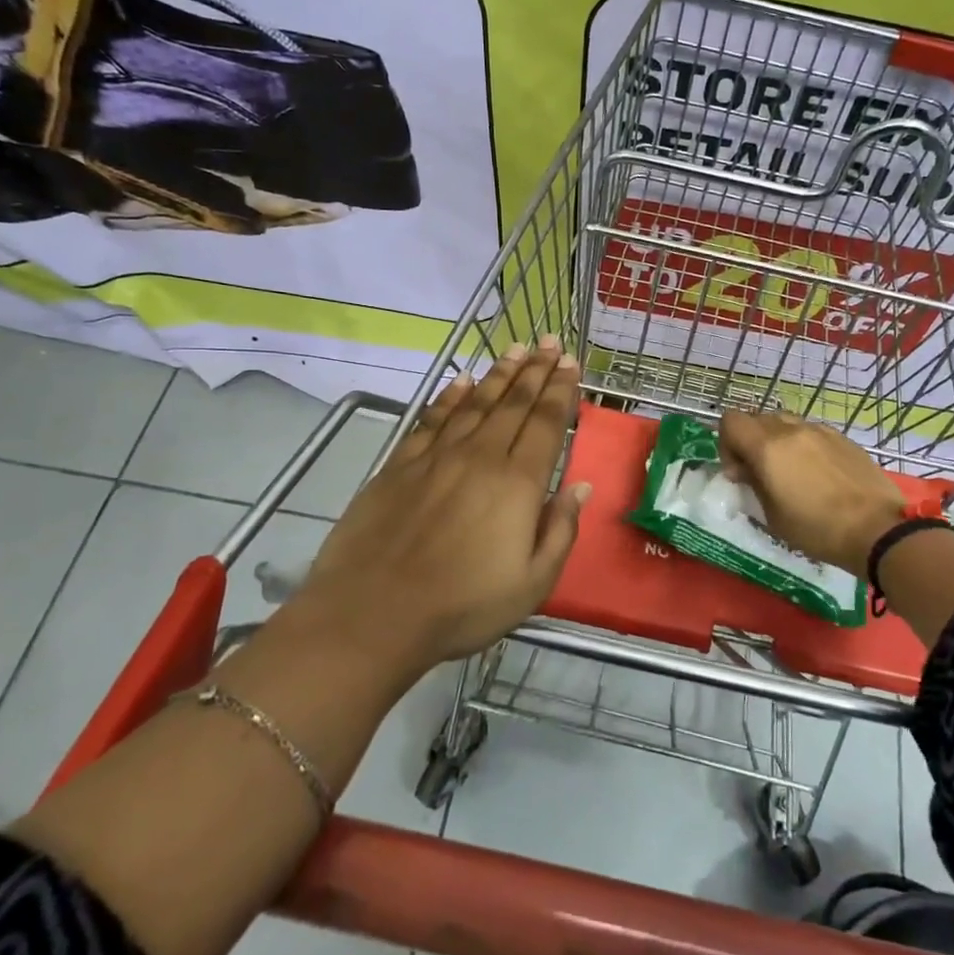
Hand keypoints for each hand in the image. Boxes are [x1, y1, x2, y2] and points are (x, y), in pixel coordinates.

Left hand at [279, 338, 589, 672]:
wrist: (373, 612)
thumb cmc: (462, 606)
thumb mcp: (532, 584)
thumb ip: (560, 530)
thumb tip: (580, 486)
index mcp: (518, 484)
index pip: (545, 423)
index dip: (560, 390)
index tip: (570, 363)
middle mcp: (480, 457)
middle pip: (514, 403)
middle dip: (536, 370)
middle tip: (551, 342)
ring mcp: (436, 457)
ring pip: (475, 403)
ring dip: (499, 374)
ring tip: (516, 349)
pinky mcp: (400, 465)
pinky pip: (432, 419)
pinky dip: (450, 396)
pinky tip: (461, 381)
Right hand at [718, 410, 904, 577]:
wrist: (877, 529)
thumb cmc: (817, 530)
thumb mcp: (772, 516)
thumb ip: (753, 483)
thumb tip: (744, 469)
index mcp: (768, 448)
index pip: (731, 421)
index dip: (726, 443)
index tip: (738, 471)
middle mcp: (792, 430)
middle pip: (757, 418)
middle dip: (751, 441)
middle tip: (760, 472)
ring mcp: (821, 431)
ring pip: (786, 422)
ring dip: (778, 441)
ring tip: (790, 471)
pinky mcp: (843, 438)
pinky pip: (812, 432)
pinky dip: (804, 445)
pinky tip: (818, 474)